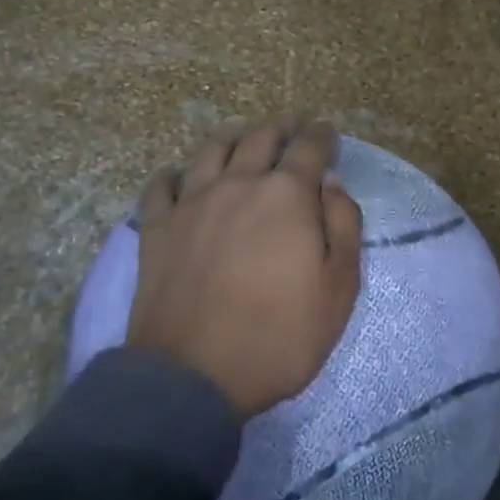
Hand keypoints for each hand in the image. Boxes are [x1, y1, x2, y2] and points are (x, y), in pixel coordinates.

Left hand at [128, 117, 363, 419]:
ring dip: (232, 137)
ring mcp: (191, 202)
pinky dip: (172, 174)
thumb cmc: (279, 336)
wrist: (194, 375)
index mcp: (286, 195)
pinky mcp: (156, 227)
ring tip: (241, 136)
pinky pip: (160, 186)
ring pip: (211, 150)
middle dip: (280, 125)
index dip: (321, 135)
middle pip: (259, 137)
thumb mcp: (338, 290)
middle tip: (290, 124)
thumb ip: (343, 226)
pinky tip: (178, 176)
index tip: (326, 130)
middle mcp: (238, 184)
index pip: (308, 148)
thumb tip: (331, 184)